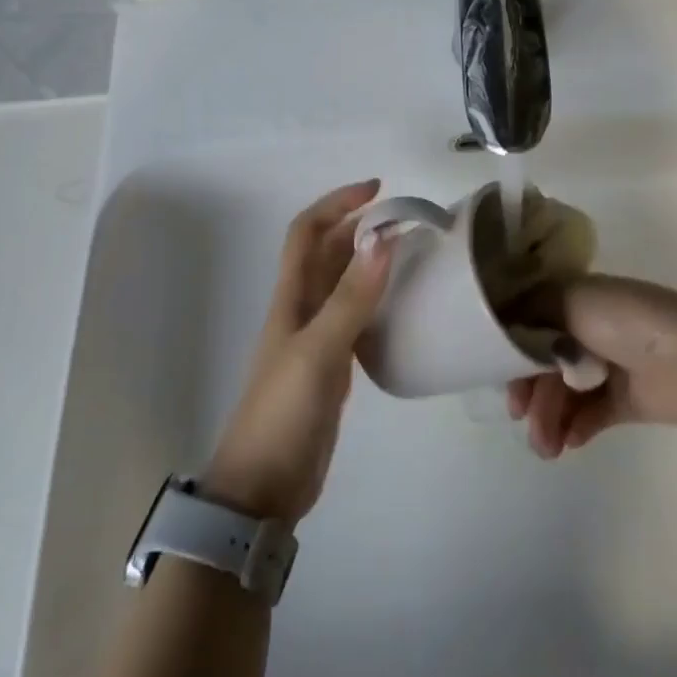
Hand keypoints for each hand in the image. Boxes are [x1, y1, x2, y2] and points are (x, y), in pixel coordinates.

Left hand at [203, 180, 393, 522]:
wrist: (264, 487)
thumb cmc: (284, 412)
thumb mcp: (319, 351)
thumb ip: (351, 298)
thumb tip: (384, 238)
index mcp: (291, 298)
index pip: (307, 232)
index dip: (336, 204)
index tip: (377, 189)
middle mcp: (302, 309)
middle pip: (328, 253)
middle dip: (361, 227)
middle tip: (408, 220)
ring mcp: (317, 338)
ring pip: (344, 284)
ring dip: (371, 261)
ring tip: (413, 252)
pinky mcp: (333, 365)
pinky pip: (357, 317)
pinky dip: (378, 299)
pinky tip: (404, 305)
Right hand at [506, 274, 676, 458]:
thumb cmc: (626, 322)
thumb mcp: (572, 300)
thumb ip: (531, 312)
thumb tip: (505, 327)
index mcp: (576, 300)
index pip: (530, 324)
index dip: (511, 349)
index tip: (499, 375)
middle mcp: (587, 329)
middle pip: (542, 363)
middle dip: (529, 392)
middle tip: (521, 417)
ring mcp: (606, 366)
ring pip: (563, 393)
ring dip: (548, 418)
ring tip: (547, 446)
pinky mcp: (624, 400)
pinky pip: (589, 414)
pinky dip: (575, 426)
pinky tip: (569, 441)